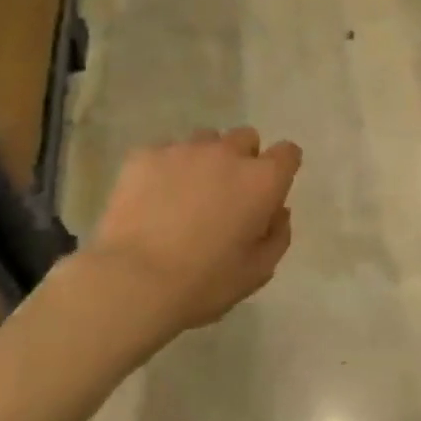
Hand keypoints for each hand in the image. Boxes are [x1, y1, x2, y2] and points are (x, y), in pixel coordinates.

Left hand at [88, 126, 302, 335]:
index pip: (288, 152)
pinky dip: (165, 169)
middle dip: (242, 159)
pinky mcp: (145, 155)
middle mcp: (228, 153)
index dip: (281, 168)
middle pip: (246, 138)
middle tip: (226, 193)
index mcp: (262, 180)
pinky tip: (152, 198)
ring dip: (204, 160)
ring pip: (204, 140)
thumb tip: (278, 211)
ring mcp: (184, 149)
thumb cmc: (204, 283)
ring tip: (185, 194)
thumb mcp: (258, 271)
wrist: (133, 282)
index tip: (269, 189)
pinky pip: (164, 152)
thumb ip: (278, 235)